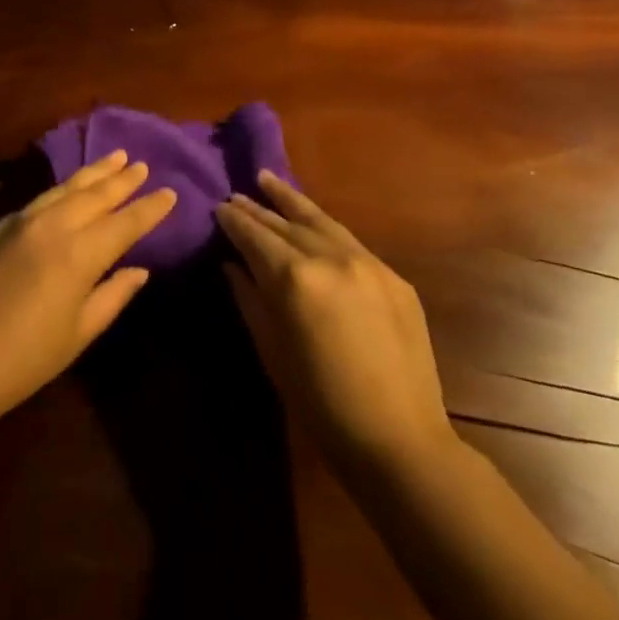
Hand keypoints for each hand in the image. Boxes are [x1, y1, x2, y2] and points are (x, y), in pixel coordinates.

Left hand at [0, 151, 175, 426]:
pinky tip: (69, 188)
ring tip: (114, 159)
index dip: (149, 209)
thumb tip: (139, 270)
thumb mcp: (78, 333)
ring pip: (65, 188)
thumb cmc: (25, 358)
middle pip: (95, 195)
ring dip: (92, 173)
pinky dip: (62, 189)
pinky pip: (39, 199)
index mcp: (78, 254)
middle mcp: (51, 226)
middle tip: (142, 165)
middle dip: (121, 180)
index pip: (124, 223)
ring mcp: (20, 222)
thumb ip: (112, 296)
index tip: (170, 193)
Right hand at [216, 172, 455, 472]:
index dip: (234, 220)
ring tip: (268, 180)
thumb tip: (232, 264)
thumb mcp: (272, 350)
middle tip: (236, 195)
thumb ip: (250, 298)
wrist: (400, 439)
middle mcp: (331, 257)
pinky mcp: (393, 276)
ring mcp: (367, 263)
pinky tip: (312, 223)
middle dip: (258, 208)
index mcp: (295, 278)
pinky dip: (324, 227)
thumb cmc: (320, 403)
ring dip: (291, 200)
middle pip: (285, 223)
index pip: (255, 235)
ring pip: (320, 220)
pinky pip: (349, 241)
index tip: (218, 206)